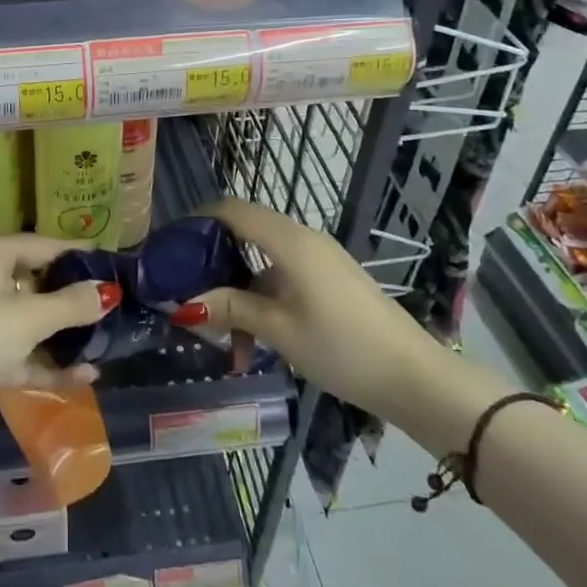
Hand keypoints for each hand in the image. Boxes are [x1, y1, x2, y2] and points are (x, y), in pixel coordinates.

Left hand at [0, 234, 119, 410]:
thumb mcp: (29, 318)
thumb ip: (71, 304)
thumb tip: (107, 291)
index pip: (44, 246)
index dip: (79, 255)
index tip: (113, 263)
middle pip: (37, 282)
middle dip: (74, 300)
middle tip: (114, 306)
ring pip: (30, 319)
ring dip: (64, 335)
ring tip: (105, 344)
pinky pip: (19, 348)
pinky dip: (46, 360)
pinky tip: (84, 376)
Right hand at [176, 197, 440, 418]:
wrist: (415, 377)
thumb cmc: (342, 347)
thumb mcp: (279, 330)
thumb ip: (232, 309)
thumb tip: (186, 304)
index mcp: (289, 241)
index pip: (233, 209)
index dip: (198, 219)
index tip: (171, 245)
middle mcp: (303, 239)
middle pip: (246, 233)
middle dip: (214, 262)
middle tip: (188, 292)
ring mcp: (319, 260)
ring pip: (263, 261)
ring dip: (239, 291)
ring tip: (223, 337)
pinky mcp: (330, 280)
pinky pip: (284, 276)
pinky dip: (263, 299)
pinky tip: (256, 341)